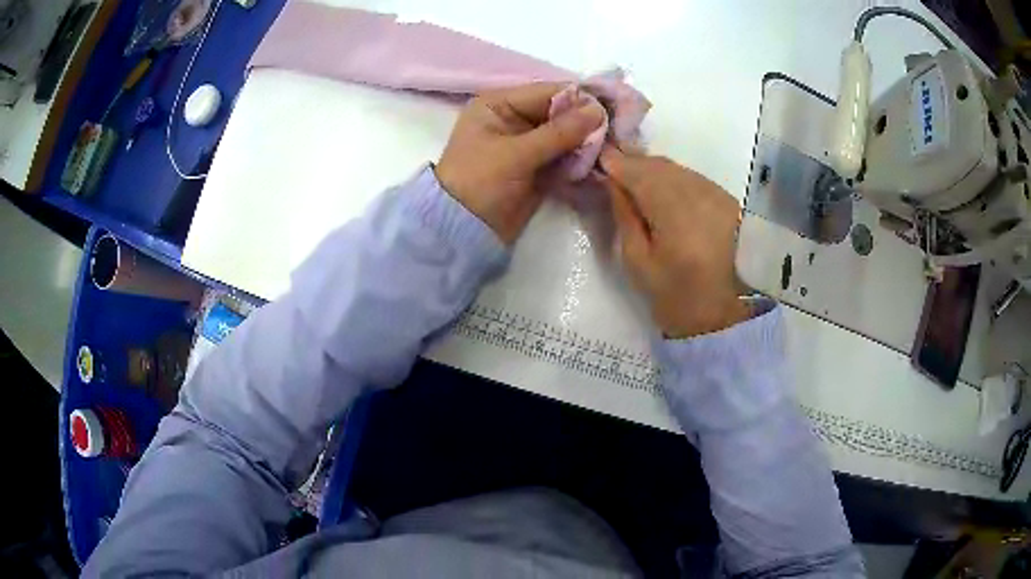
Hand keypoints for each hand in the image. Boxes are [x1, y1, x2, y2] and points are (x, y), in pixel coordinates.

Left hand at [436, 83, 605, 243]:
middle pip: (560, 112)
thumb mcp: (516, 154)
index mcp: (499, 104)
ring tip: (614, 146)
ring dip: (588, 141)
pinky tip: (601, 161)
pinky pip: (565, 155)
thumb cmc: (479, 183)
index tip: (613, 106)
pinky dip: (581, 158)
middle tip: (620, 128)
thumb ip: (558, 132)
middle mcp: (515, 118)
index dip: (580, 98)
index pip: (548, 92)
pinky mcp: (538, 166)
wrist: (463, 232)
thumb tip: (597, 110)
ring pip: (566, 134)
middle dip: (587, 121)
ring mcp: (528, 143)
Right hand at [600, 147, 749, 337]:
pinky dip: (672, 177)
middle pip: (658, 165)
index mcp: (673, 213)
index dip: (616, 163)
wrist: (735, 313)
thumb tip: (614, 184)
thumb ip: (626, 219)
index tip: (598, 160)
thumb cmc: (680, 298)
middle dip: (633, 162)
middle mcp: (697, 193)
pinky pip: (691, 177)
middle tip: (612, 166)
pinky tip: (663, 188)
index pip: (637, 173)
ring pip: (676, 168)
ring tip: (635, 177)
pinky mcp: (727, 198)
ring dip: (652, 168)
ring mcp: (715, 193)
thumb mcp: (640, 266)